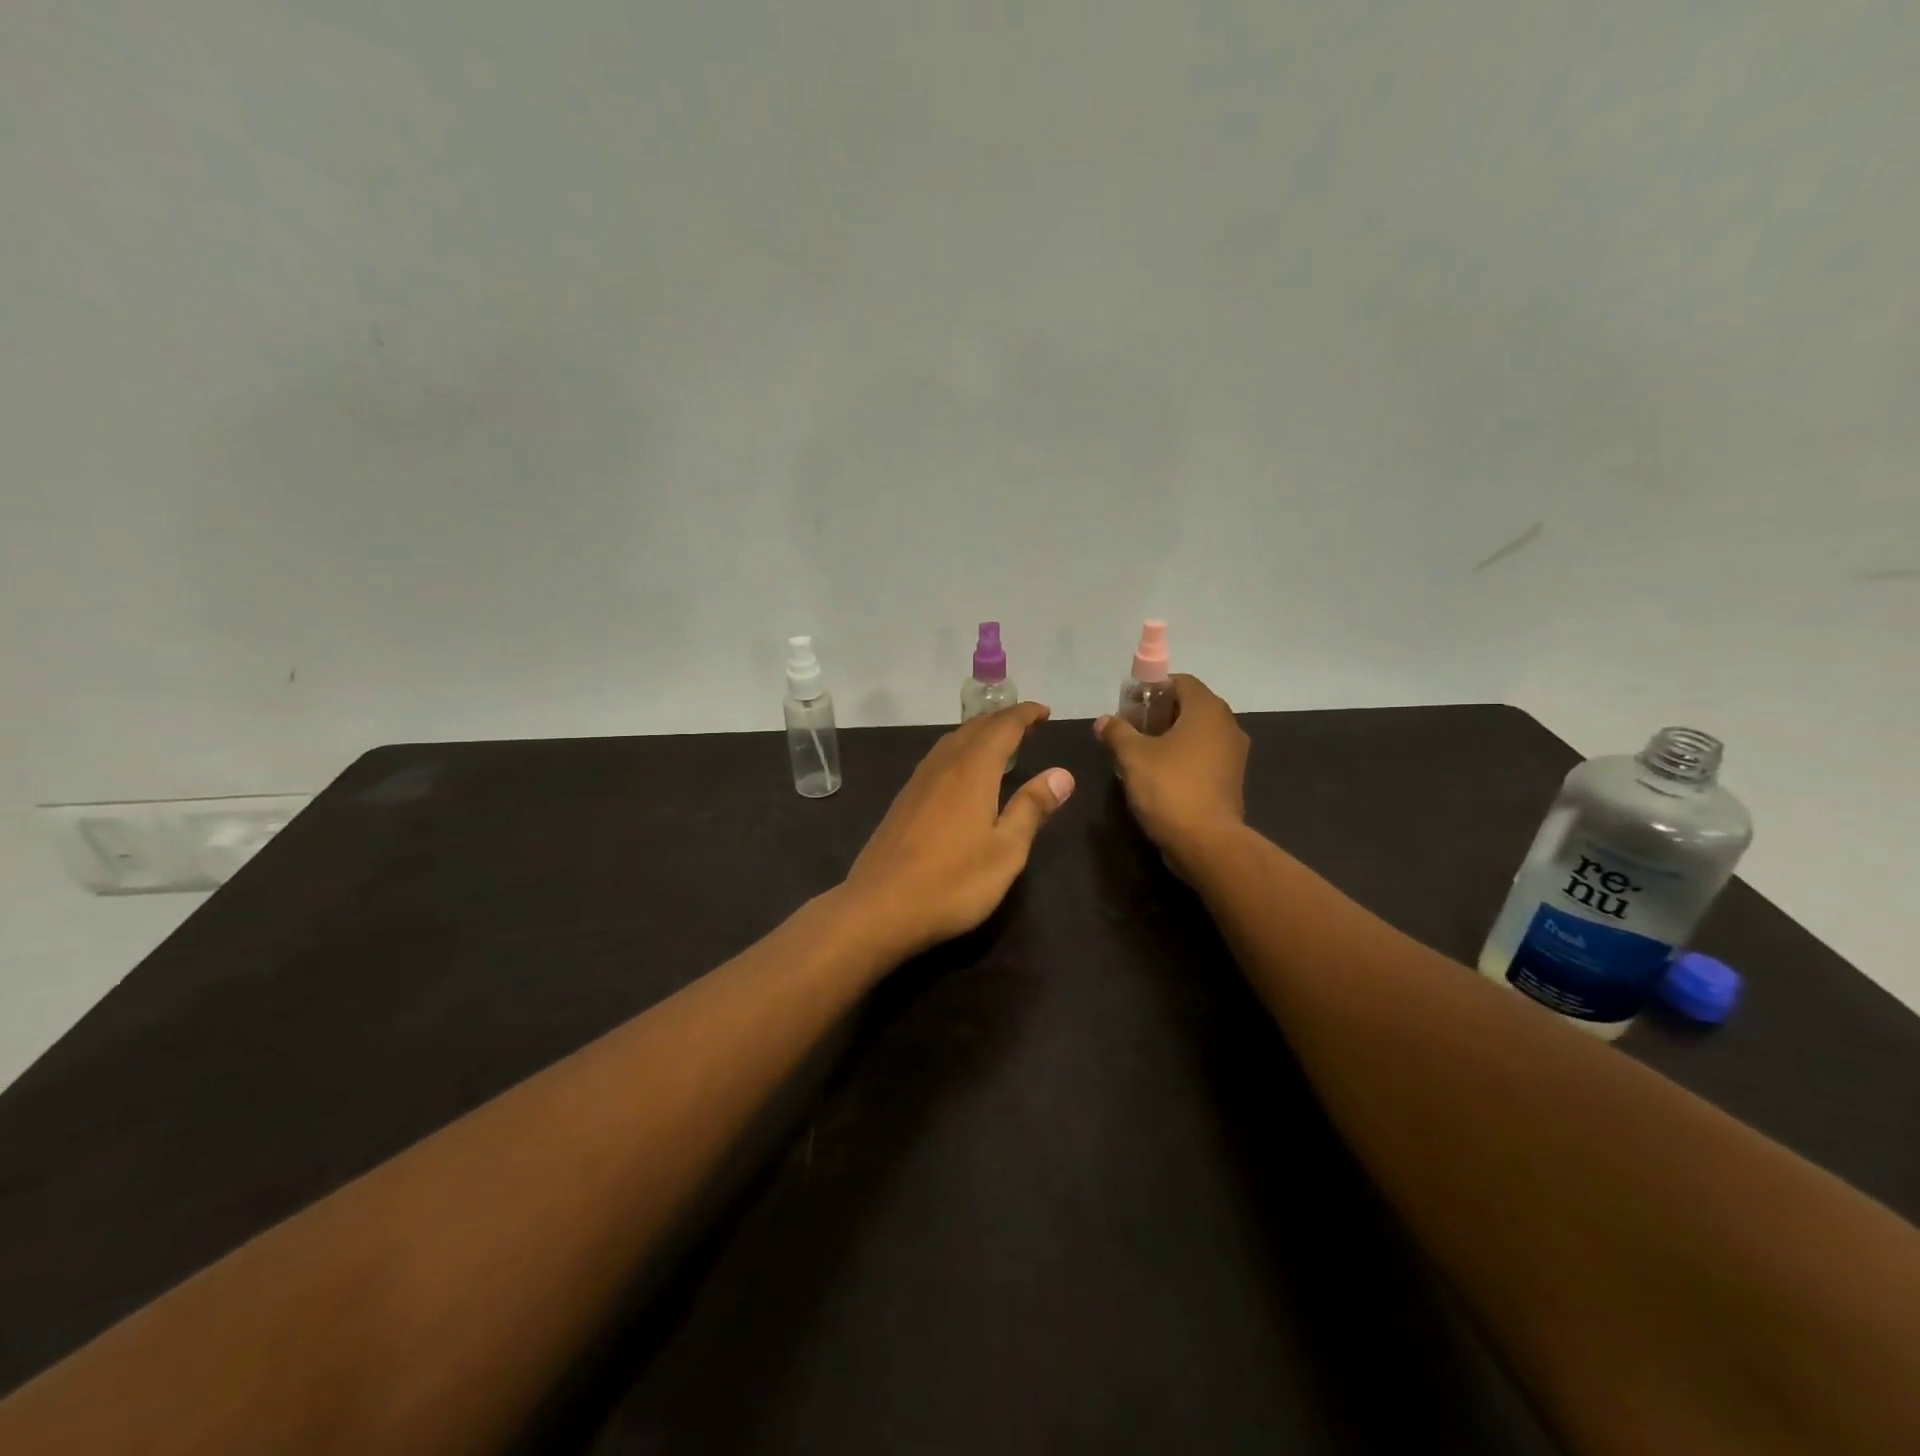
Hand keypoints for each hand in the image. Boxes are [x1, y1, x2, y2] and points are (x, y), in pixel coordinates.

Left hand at [842, 703, 1074, 957]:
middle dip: (1003, 720)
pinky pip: (937, 758)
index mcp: (972, 771)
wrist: (879, 907)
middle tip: (1028, 723)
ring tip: (999, 741)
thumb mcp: (1006, 851)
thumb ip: (1032, 808)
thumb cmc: (953, 882)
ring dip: (978, 732)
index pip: (1003, 727)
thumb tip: (1062, 773)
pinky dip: (959, 750)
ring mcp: (918, 782)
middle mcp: (943, 766)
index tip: (1045, 712)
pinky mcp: (904, 801)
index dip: (1025, 714)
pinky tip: (961, 772)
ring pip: (952, 741)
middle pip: (975, 728)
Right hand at [1096, 675, 1248, 873]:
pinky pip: (1204, 756)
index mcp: (1207, 710)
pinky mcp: (1231, 780)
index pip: (1180, 681)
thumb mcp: (1132, 756)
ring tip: (1140, 754)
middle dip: (1158, 714)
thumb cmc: (1169, 788)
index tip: (1128, 706)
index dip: (1152, 689)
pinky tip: (1159, 775)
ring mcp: (1233, 754)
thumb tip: (1104, 720)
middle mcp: (1227, 725)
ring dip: (1170, 737)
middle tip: (1130, 730)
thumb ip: (1117, 732)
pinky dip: (1183, 758)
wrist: (1206, 842)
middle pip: (1189, 706)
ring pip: (1197, 733)